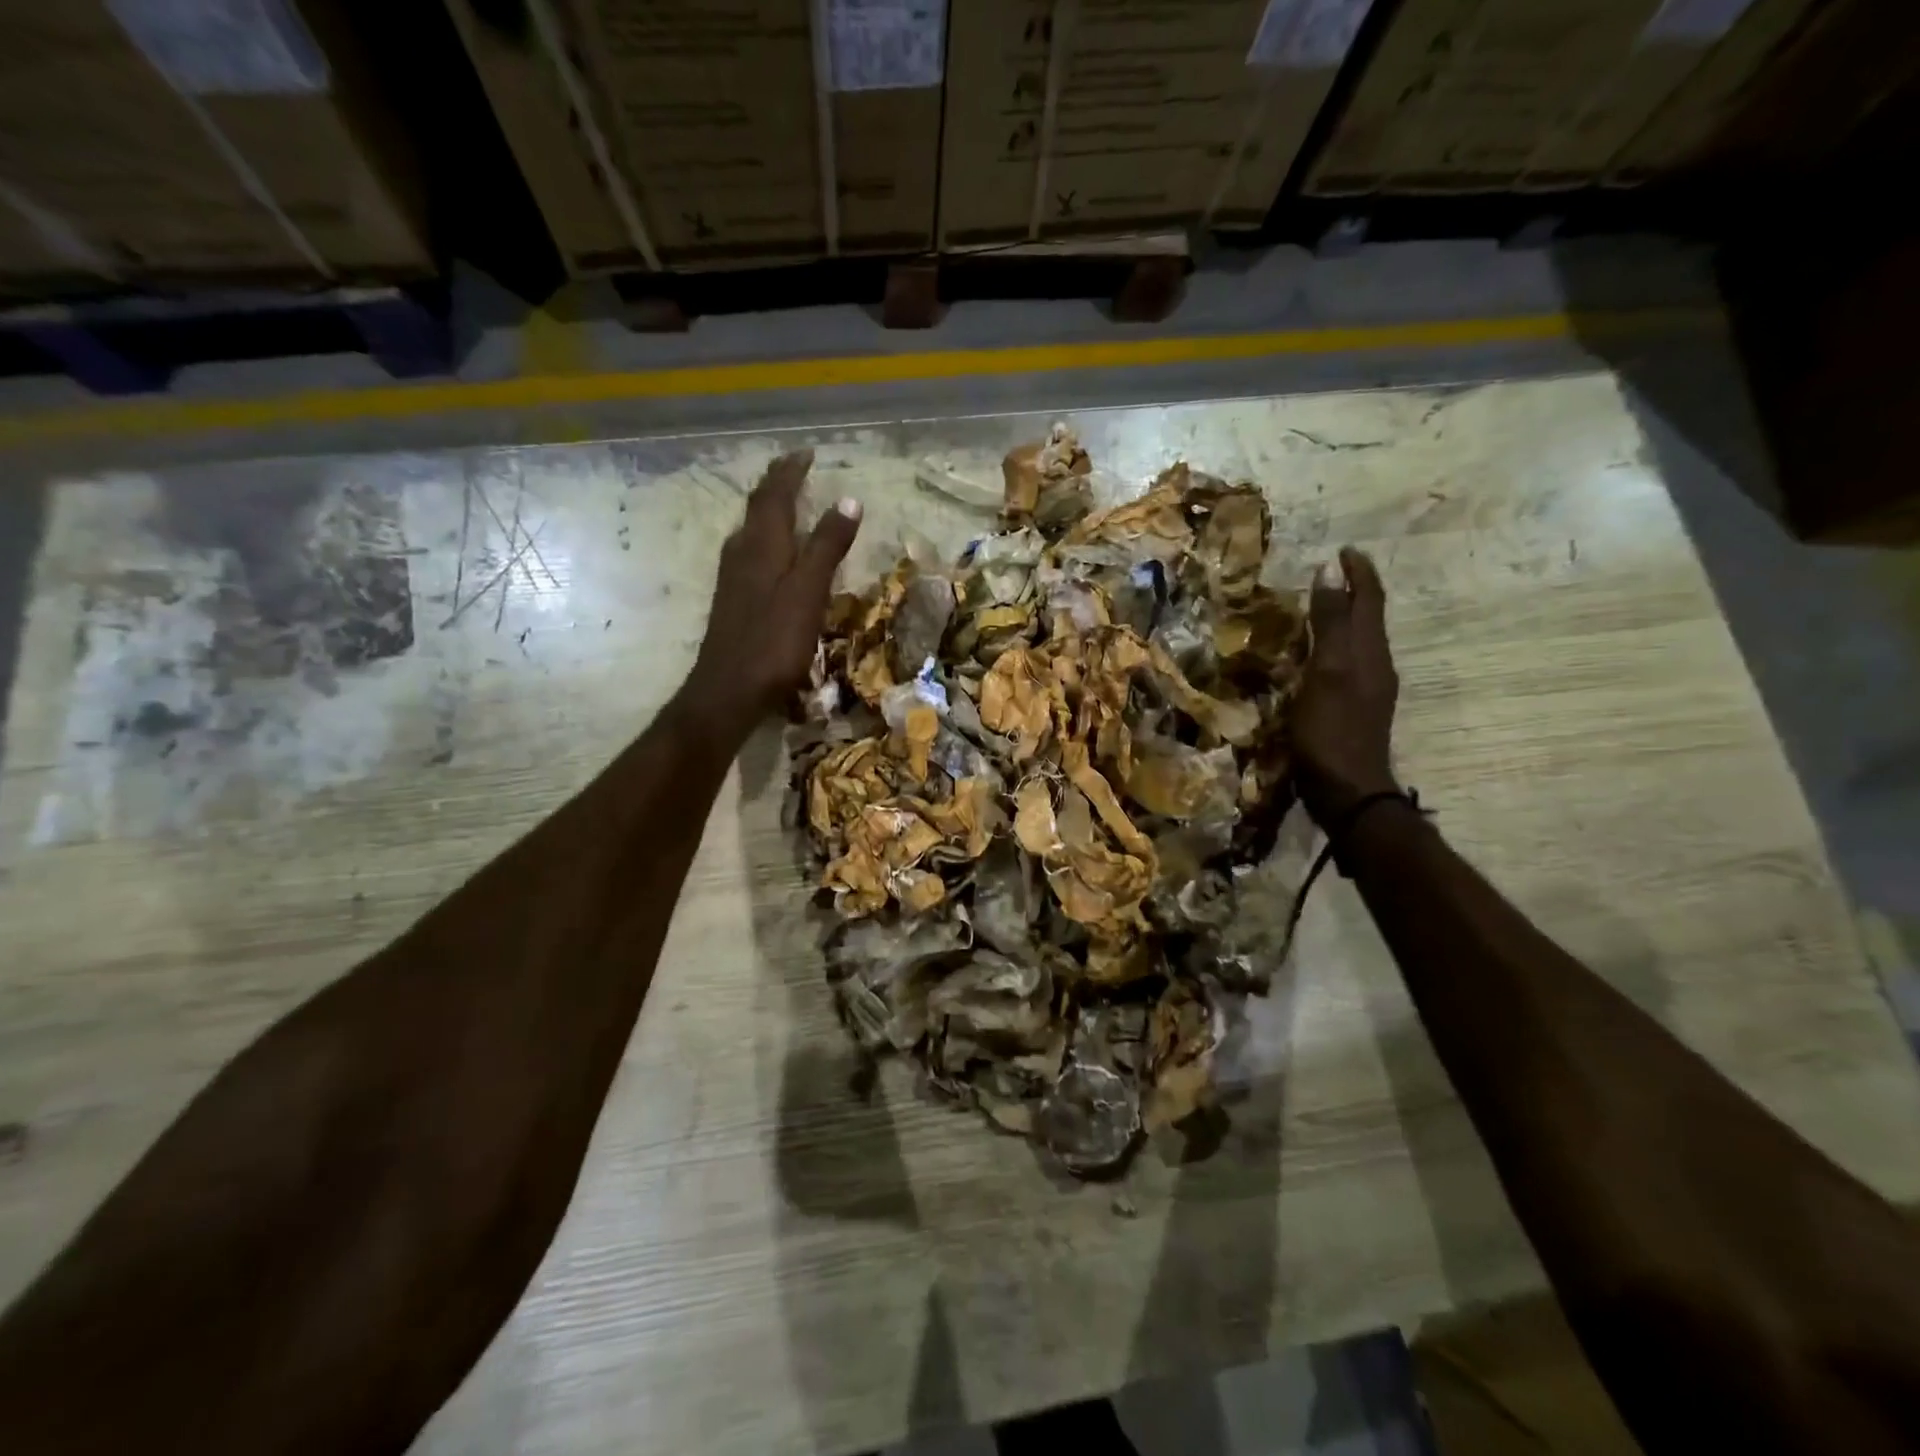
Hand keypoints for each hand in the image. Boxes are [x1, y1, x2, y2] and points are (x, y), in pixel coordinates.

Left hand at [682, 449, 860, 739]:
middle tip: (797, 471)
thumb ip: (827, 546)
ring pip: (751, 529)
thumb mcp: (809, 591)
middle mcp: (742, 551)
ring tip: (788, 503)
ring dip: (769, 510)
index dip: (791, 471)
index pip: (775, 494)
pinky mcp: (733, 598)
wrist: (729, 689)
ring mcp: (733, 576)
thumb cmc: (774, 640)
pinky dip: (766, 538)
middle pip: (758, 507)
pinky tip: (772, 553)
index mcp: (762, 544)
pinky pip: (750, 551)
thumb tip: (849, 499)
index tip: (808, 452)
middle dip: (777, 485)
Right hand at [1294, 547, 1399, 825]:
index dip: (1358, 572)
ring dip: (1342, 618)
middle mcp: (1375, 665)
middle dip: (1352, 591)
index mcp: (1370, 651)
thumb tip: (1328, 573)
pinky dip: (1333, 646)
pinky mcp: (1353, 709)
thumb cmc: (1331, 730)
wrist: (1347, 789)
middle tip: (1327, 574)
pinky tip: (1313, 655)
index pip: (1369, 600)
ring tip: (1317, 606)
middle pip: (1368, 617)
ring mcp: (1367, 689)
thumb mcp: (1327, 670)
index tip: (1343, 549)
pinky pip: (1346, 662)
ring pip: (1358, 640)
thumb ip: (1329, 623)